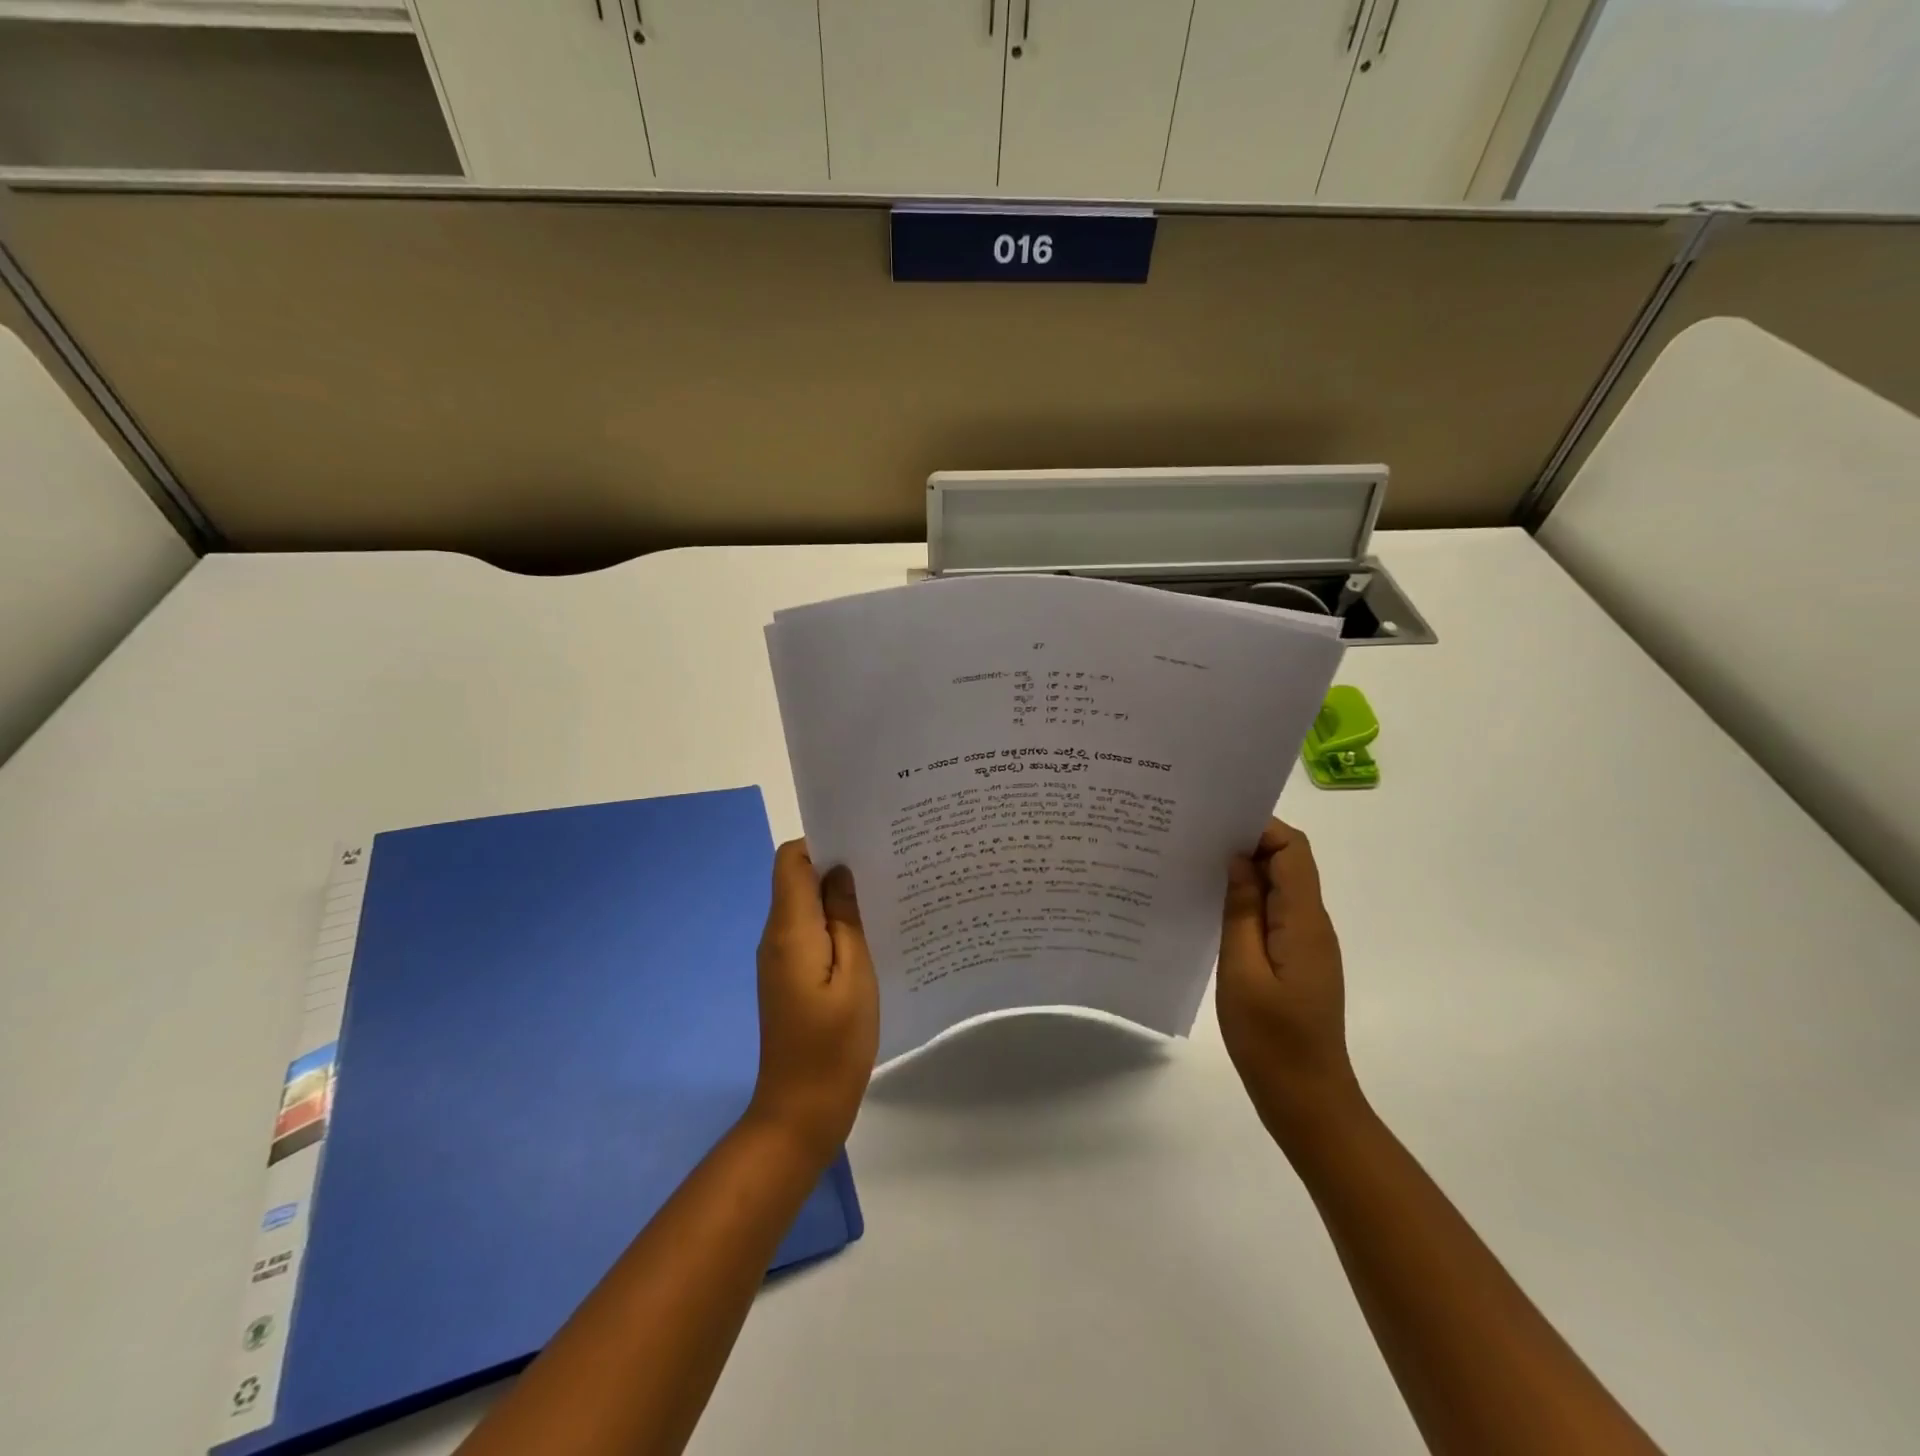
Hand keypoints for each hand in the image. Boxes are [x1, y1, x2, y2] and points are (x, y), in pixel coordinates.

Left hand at [747, 840, 878, 1163]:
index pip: (791, 860)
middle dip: (835, 864)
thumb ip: (845, 919)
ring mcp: (779, 958)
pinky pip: (808, 932)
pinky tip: (869, 931)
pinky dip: (833, 923)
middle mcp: (776, 936)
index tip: (863, 842)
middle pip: (796, 878)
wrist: (801, 1110)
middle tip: (884, 862)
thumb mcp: (855, 975)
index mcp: (789, 930)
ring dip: (837, 895)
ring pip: (804, 905)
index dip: (822, 842)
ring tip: (883, 892)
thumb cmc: (834, 1043)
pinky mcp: (789, 977)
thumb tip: (840, 873)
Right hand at [1217, 818, 1361, 1147]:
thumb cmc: (1272, 1040)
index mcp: (1304, 922)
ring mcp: (1306, 944)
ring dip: (1244, 875)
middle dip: (1246, 845)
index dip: (1259, 828)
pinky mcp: (1295, 962)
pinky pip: (1273, 915)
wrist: (1307, 1100)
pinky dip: (1246, 903)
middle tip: (1194, 843)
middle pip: (1288, 864)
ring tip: (1195, 871)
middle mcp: (1312, 925)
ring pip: (1278, 889)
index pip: (1293, 850)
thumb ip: (1242, 911)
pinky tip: (1211, 911)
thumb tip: (1238, 859)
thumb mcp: (1243, 972)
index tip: (1215, 826)